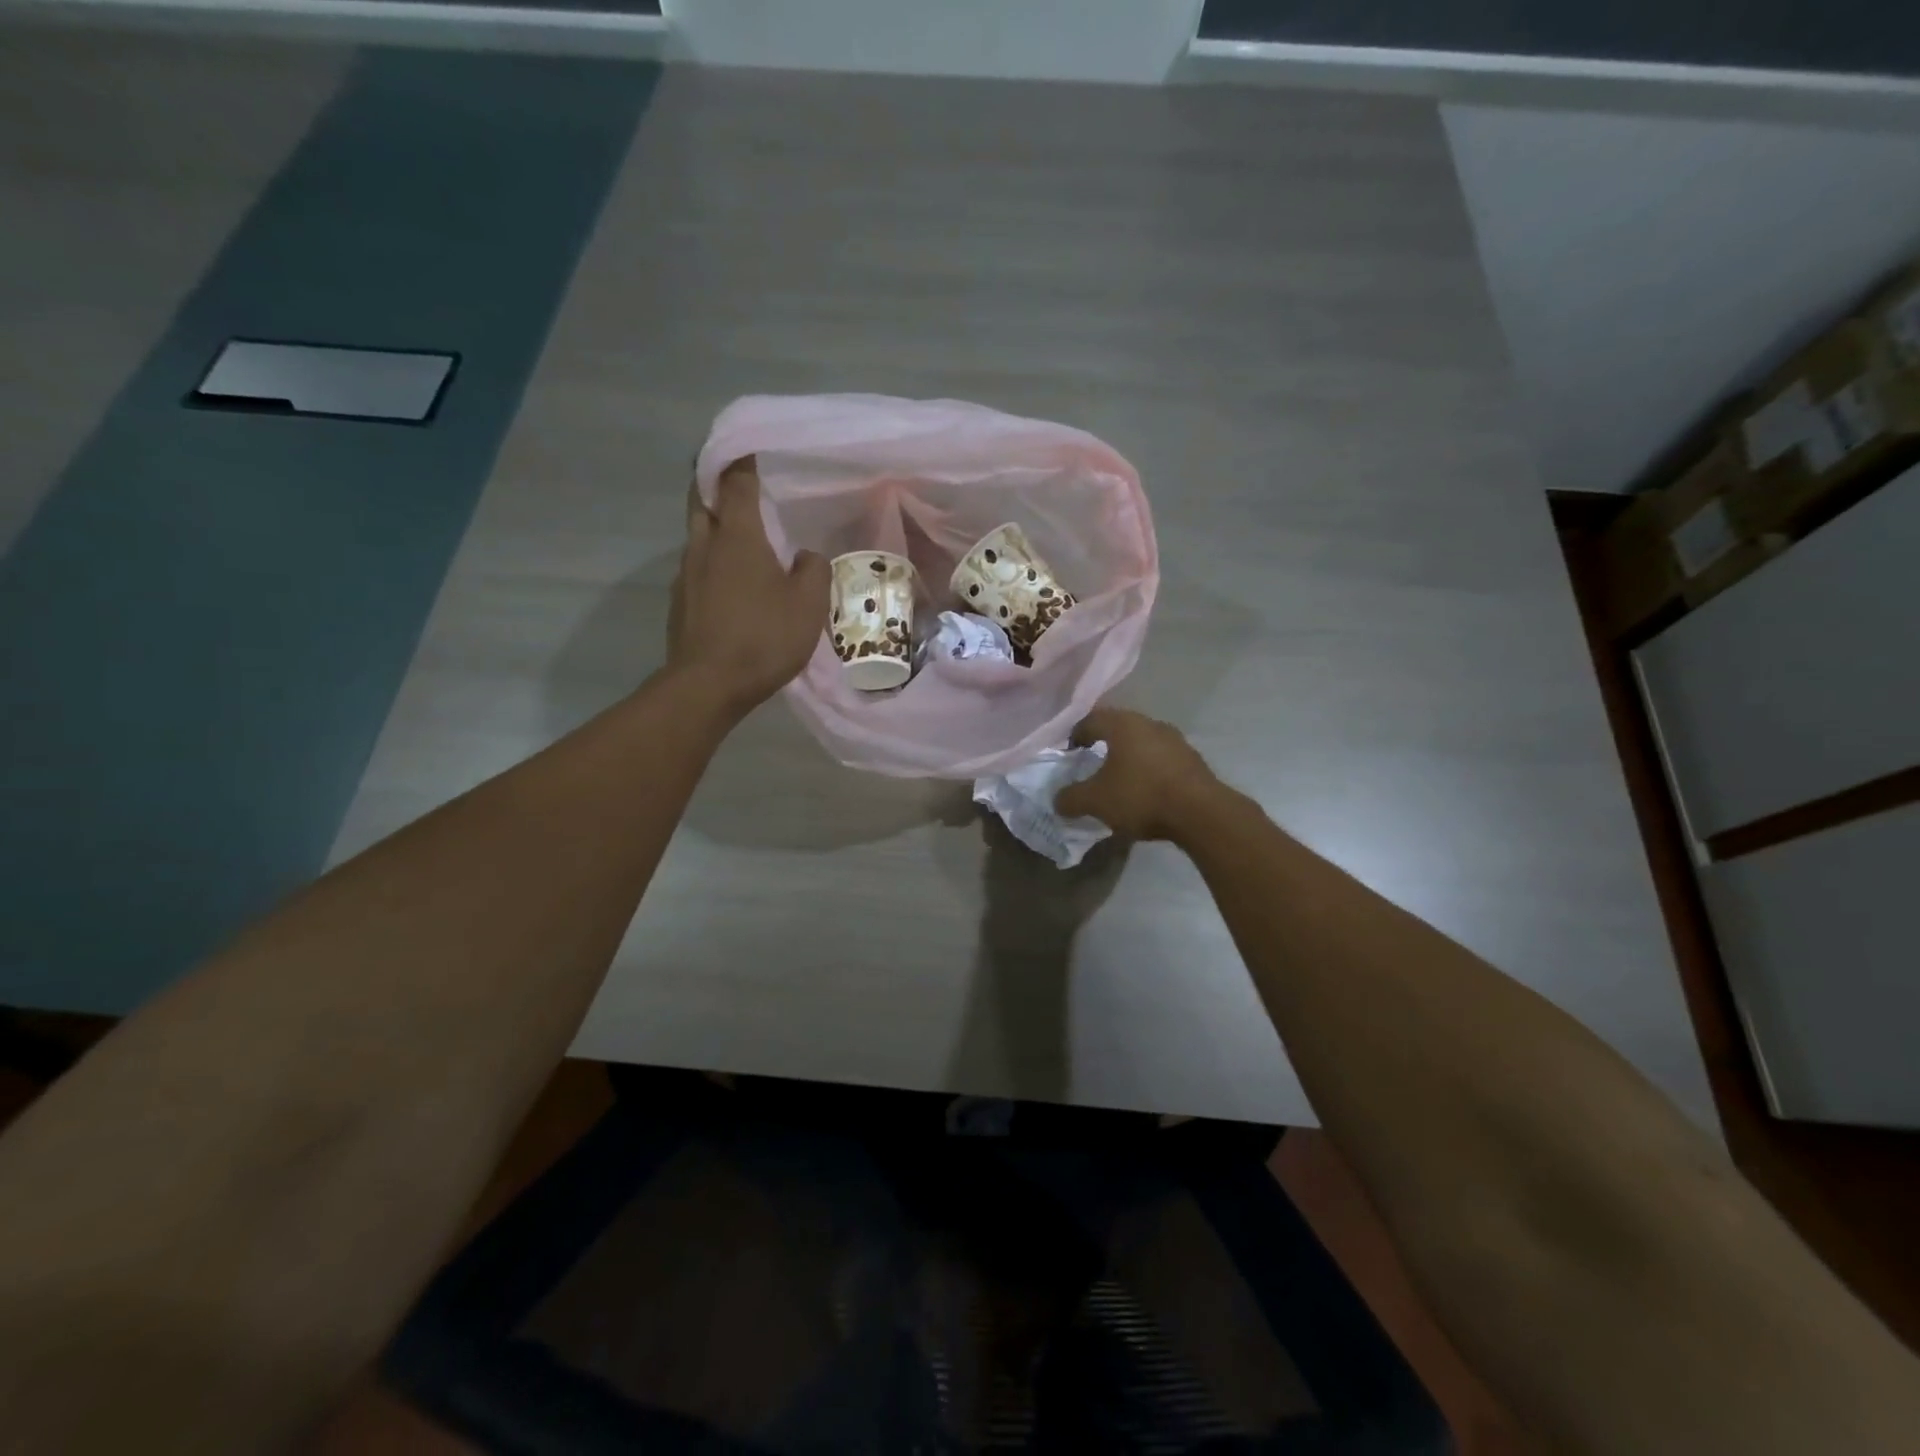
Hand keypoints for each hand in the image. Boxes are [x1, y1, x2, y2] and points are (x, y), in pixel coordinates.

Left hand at [668, 456, 829, 716]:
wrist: (708, 685)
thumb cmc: (763, 637)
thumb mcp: (808, 604)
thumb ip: (813, 571)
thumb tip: (806, 556)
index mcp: (737, 537)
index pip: (736, 482)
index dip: (743, 462)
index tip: (750, 449)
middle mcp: (704, 545)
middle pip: (703, 500)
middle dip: (716, 485)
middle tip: (737, 484)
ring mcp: (685, 574)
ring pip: (698, 536)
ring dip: (716, 529)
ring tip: (742, 539)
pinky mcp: (679, 602)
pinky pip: (697, 569)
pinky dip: (713, 564)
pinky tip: (732, 585)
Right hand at [1054, 706, 1222, 842]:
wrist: (1200, 813)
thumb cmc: (1141, 796)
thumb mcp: (1095, 801)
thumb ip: (1071, 798)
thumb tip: (1058, 801)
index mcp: (1122, 724)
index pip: (1091, 720)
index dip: (1075, 735)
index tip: (1069, 753)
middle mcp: (1149, 723)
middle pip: (1119, 727)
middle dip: (1103, 743)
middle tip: (1091, 763)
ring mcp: (1175, 740)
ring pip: (1142, 742)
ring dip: (1129, 756)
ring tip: (1119, 779)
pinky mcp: (1193, 760)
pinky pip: (1162, 759)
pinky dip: (1149, 769)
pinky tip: (1146, 790)